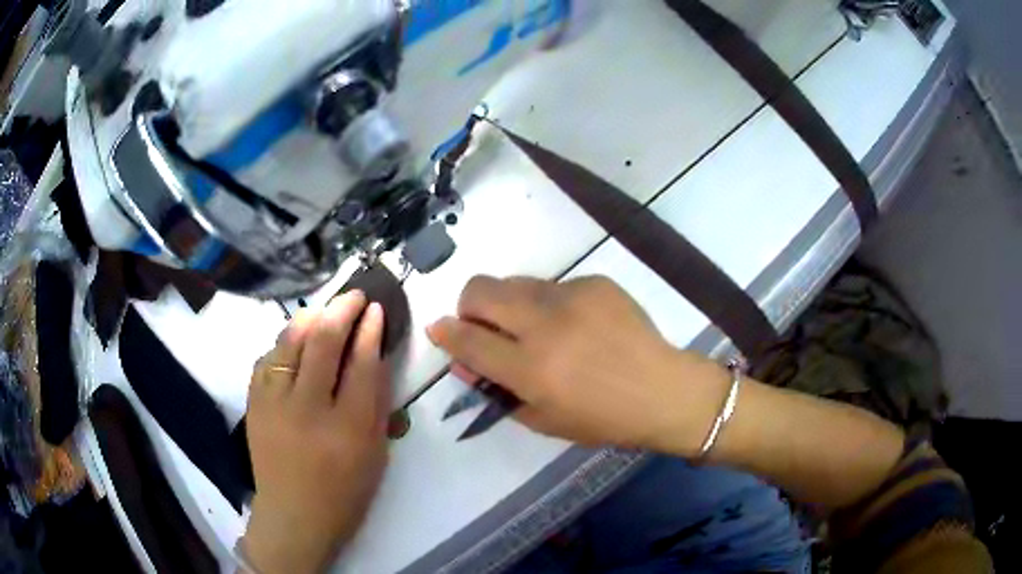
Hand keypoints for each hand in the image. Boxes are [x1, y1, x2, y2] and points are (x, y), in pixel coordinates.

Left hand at [242, 292, 391, 573]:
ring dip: (310, 317)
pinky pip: (267, 358)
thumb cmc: (344, 492)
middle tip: (355, 296)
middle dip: (342, 309)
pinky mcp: (254, 403)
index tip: (376, 309)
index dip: (370, 330)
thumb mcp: (374, 454)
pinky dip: (284, 343)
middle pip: (323, 342)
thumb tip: (375, 355)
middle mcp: (307, 409)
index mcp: (346, 428)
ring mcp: (273, 403)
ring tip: (325, 309)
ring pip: (290, 342)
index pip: (361, 364)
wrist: (293, 516)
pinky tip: (295, 341)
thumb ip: (376, 404)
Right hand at [427, 276, 728, 453]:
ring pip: (515, 282)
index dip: (446, 333)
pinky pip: (554, 286)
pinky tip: (577, 326)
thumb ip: (497, 391)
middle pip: (481, 290)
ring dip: (510, 304)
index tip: (439, 328)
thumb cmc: (603, 419)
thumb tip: (464, 362)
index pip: (469, 340)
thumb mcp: (543, 420)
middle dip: (470, 306)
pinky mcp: (595, 282)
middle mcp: (545, 324)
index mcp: (531, 369)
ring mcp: (572, 296)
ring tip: (536, 328)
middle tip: (485, 326)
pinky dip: (550, 305)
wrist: (664, 390)